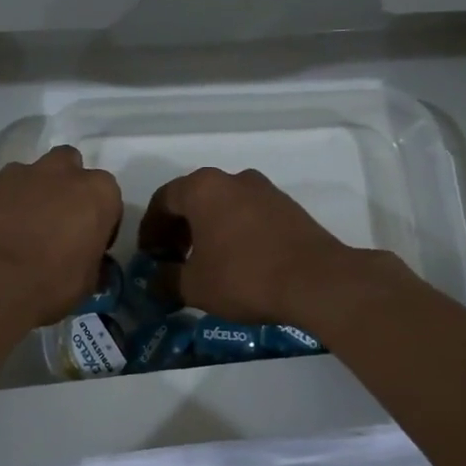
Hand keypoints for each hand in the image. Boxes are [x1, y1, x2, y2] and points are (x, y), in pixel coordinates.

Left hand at [0, 146, 122, 326]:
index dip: (98, 219)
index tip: (88, 241)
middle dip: (64, 186)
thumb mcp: (87, 282)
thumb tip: (88, 262)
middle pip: (68, 165)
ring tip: (17, 230)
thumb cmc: (50, 283)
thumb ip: (91, 261)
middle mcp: (60, 172)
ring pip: (29, 175)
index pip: (107, 197)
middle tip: (55, 220)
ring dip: (28, 195)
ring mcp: (17, 173)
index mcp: (96, 192)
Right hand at [138, 167, 364, 326]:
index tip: (149, 256)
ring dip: (207, 229)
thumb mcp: (194, 286)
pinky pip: (247, 213)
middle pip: (193, 199)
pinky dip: (233, 230)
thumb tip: (152, 281)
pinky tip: (237, 260)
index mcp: (203, 188)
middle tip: (174, 259)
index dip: (150, 229)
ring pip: (222, 205)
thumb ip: (165, 280)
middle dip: (178, 229)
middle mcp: (232, 178)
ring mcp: (264, 189)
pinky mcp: (287, 205)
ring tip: (205, 262)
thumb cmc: (244, 276)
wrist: (317, 280)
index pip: (162, 200)